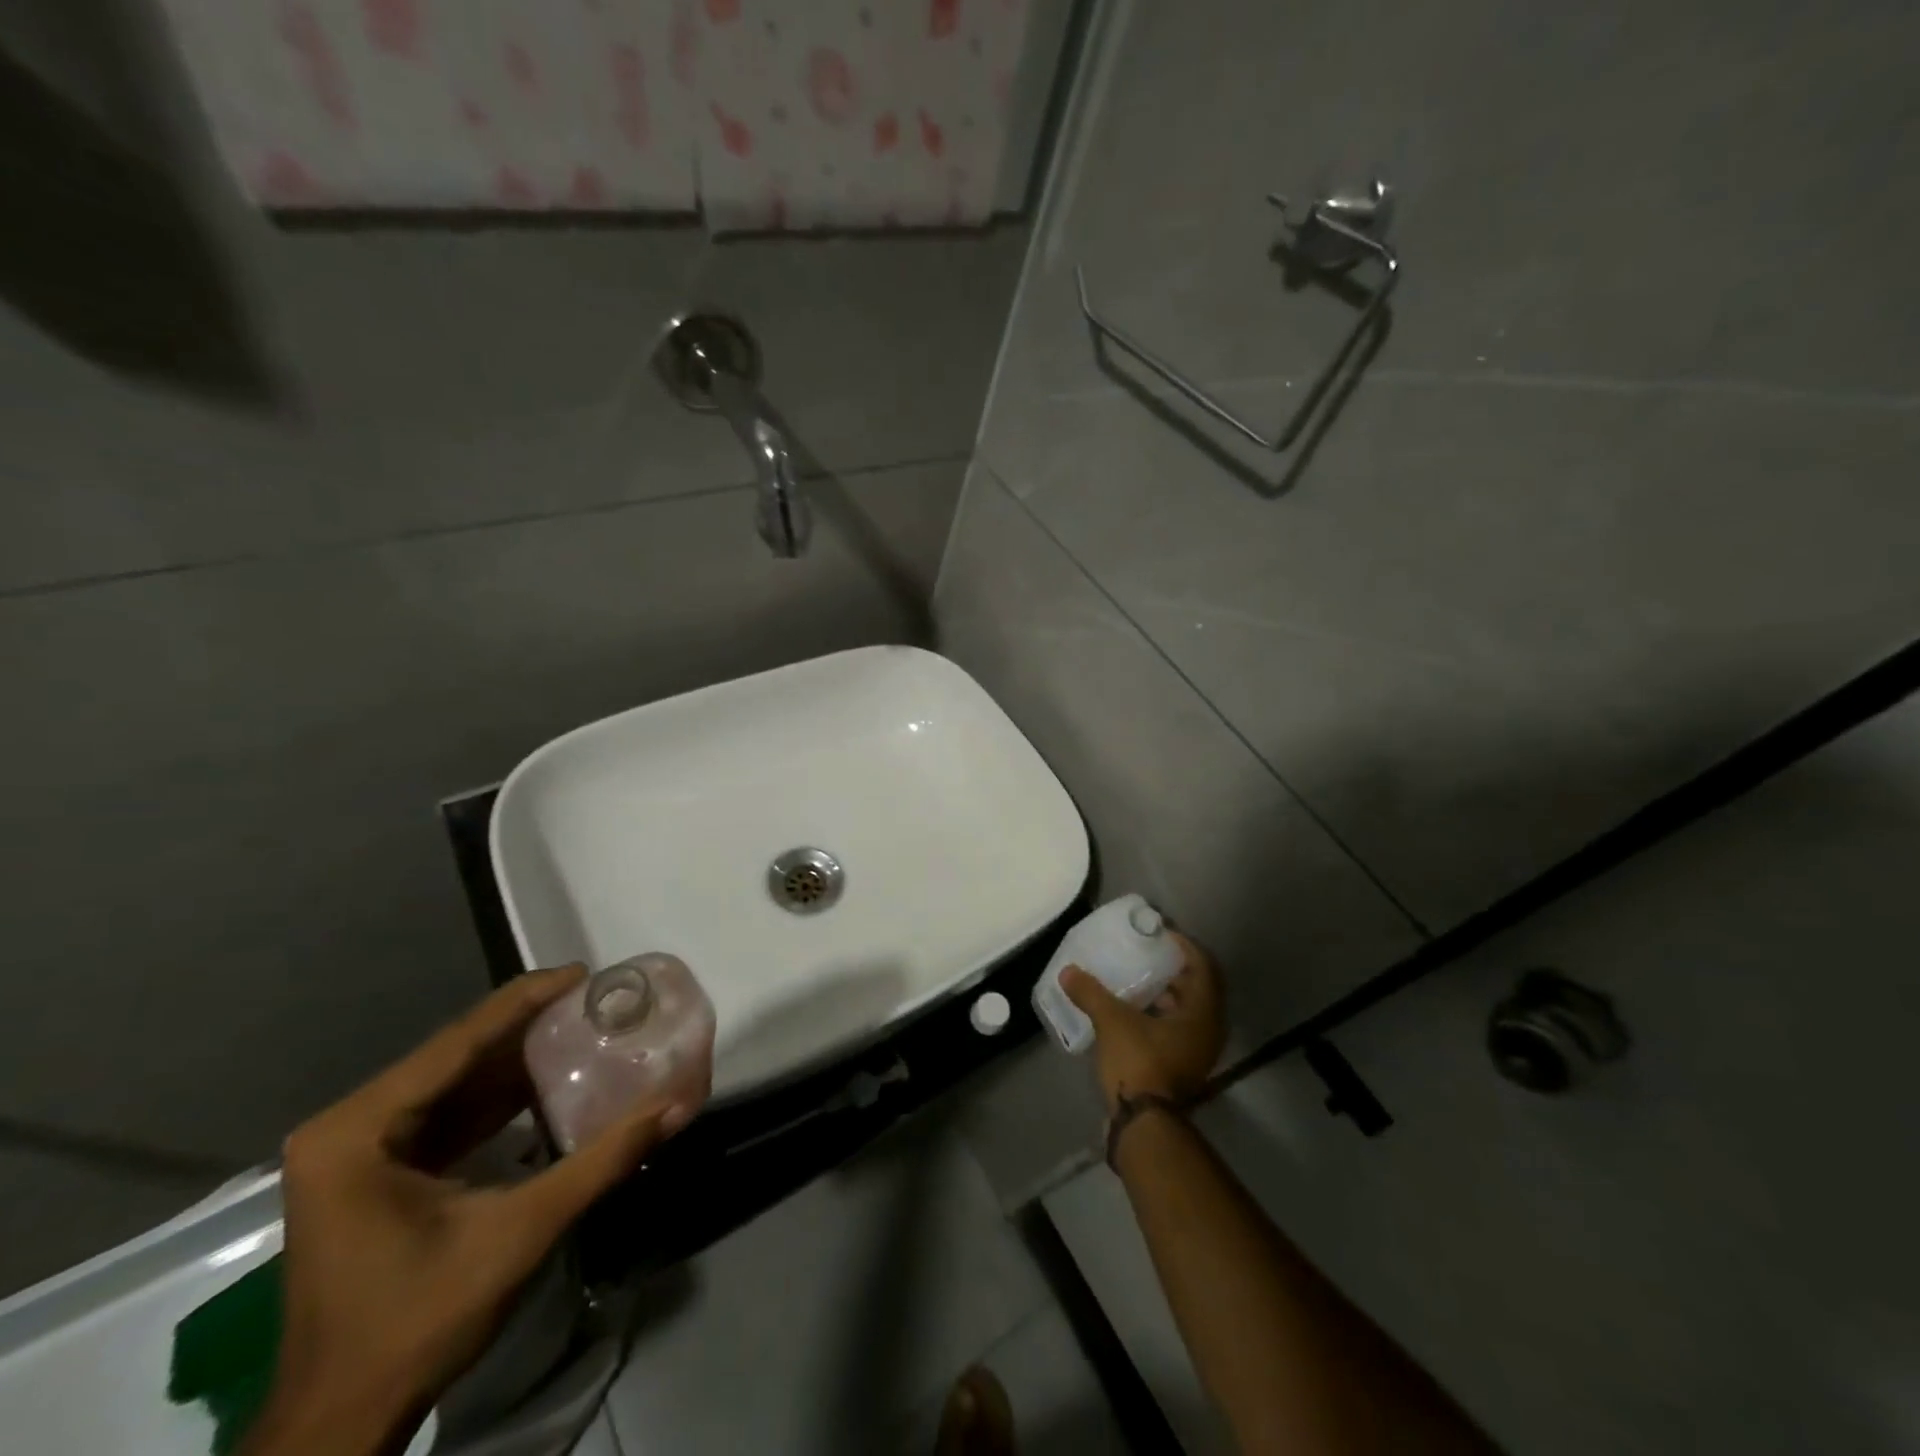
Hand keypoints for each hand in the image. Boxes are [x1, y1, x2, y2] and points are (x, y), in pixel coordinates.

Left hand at [243, 966, 686, 1455]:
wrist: (341, 1422)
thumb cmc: (417, 1321)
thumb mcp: (520, 1233)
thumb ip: (602, 1161)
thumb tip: (677, 1105)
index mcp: (359, 1129)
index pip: (457, 1042)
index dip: (525, 1001)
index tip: (583, 974)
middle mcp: (347, 1126)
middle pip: (454, 1056)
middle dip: (527, 1027)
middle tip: (593, 1001)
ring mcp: (354, 1151)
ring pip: (451, 1083)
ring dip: (515, 1061)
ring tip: (581, 1029)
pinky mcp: (371, 1173)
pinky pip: (444, 1115)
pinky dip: (496, 1100)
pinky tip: (545, 1085)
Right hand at [1062, 932, 1225, 1112]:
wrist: (1143, 1124)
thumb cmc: (1139, 1063)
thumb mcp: (1112, 1021)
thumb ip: (1092, 992)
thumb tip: (1068, 971)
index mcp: (1202, 1015)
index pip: (1203, 967)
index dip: (1185, 946)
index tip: (1161, 933)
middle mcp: (1208, 1031)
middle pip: (1197, 988)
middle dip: (1174, 968)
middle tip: (1148, 951)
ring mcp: (1197, 1052)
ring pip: (1186, 1011)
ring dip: (1167, 993)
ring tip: (1137, 977)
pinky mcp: (1181, 1067)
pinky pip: (1176, 1028)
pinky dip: (1159, 1014)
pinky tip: (1132, 1009)